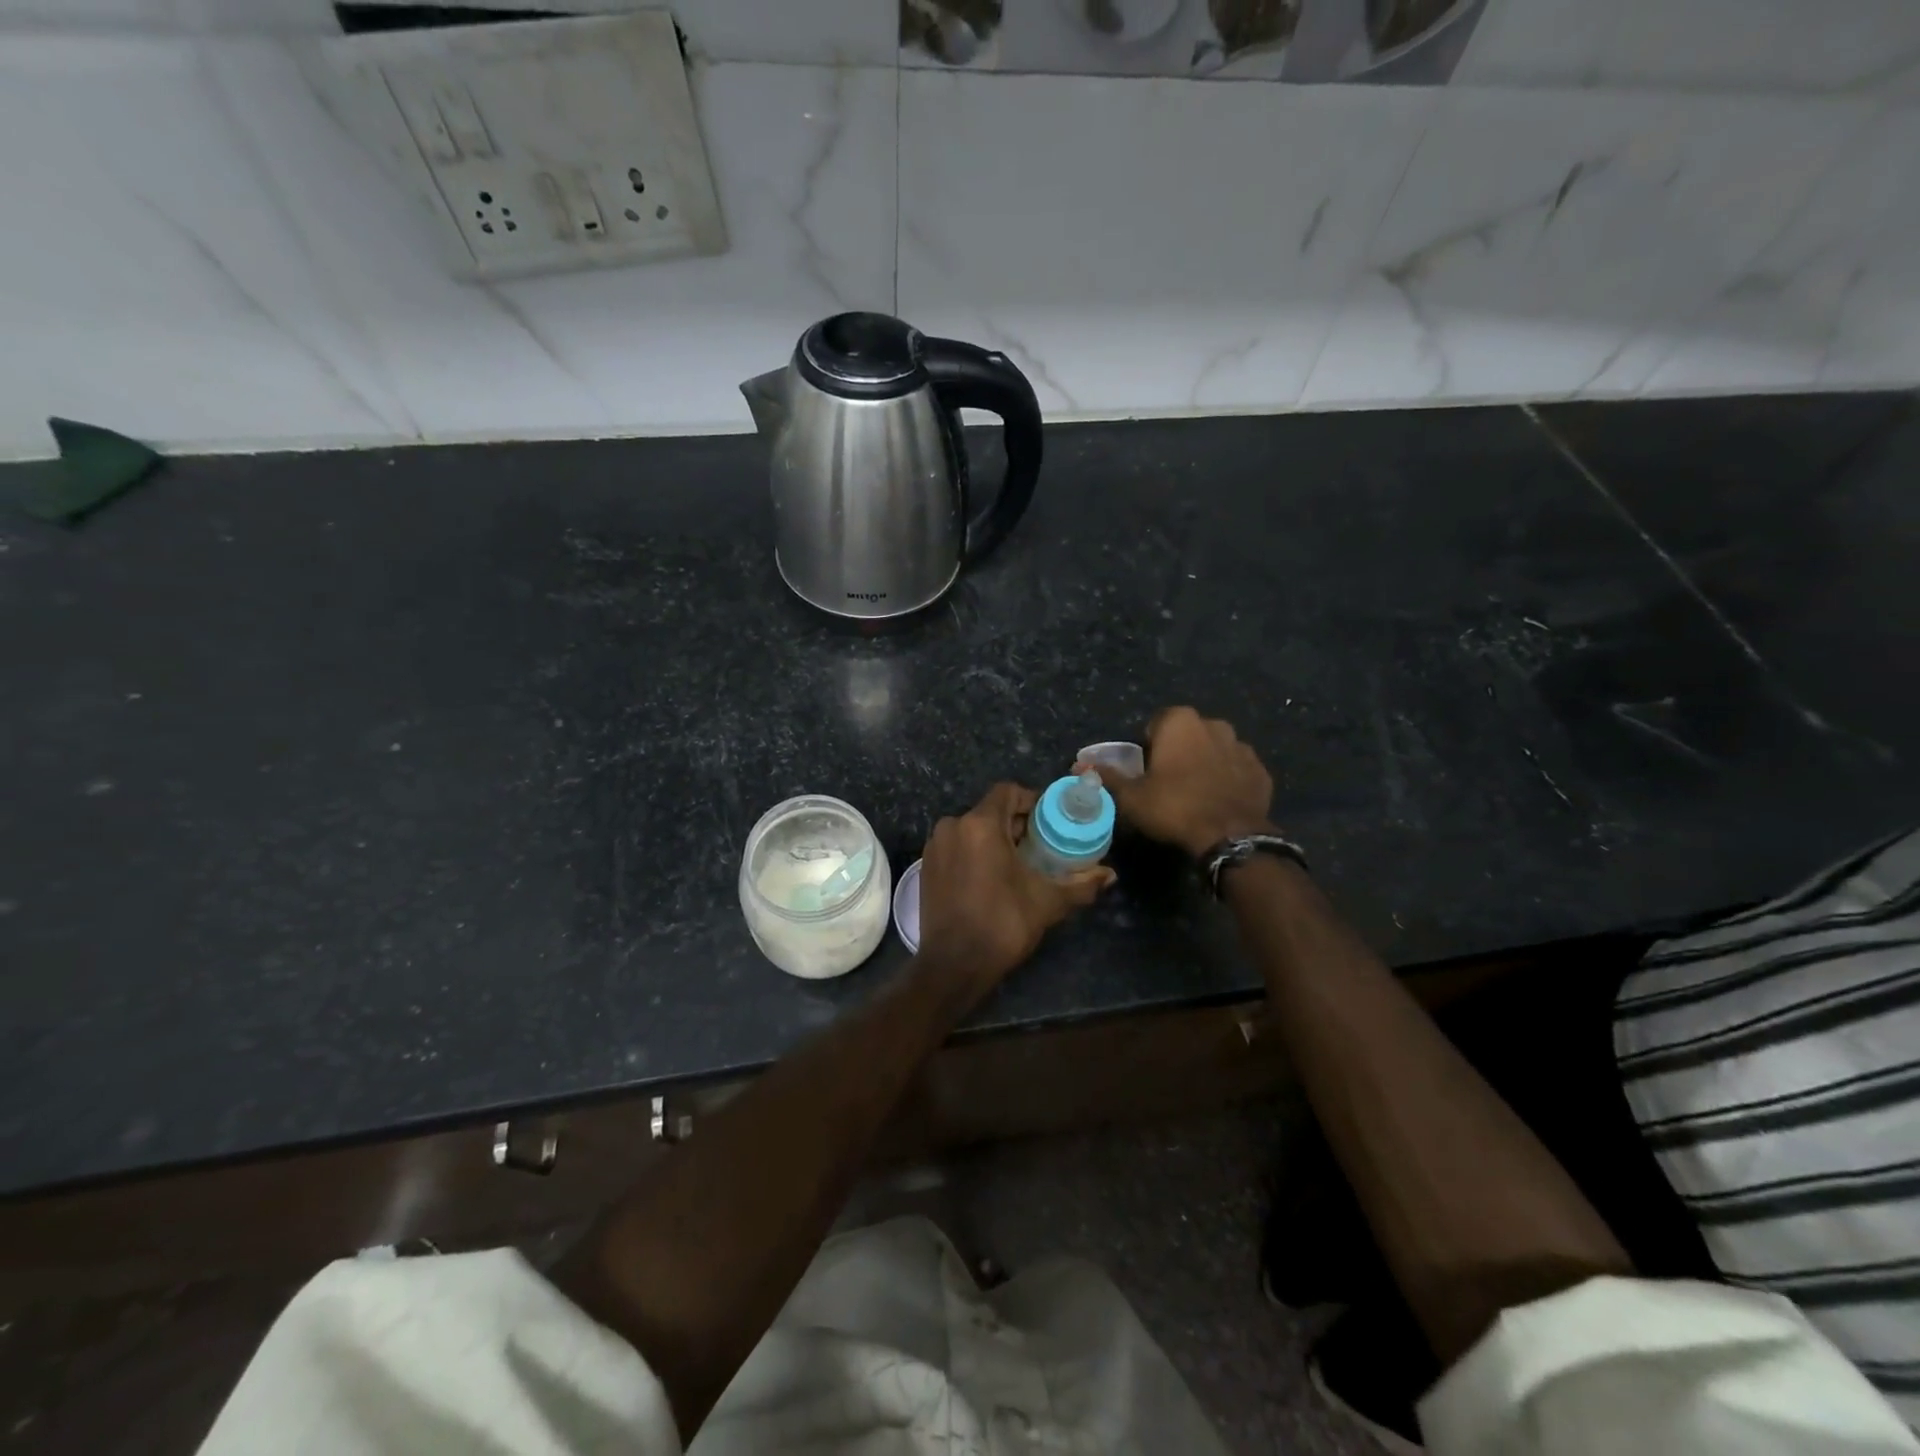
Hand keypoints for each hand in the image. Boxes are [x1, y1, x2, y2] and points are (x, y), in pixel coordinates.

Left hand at [917, 782, 1114, 989]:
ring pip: (972, 829)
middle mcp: (952, 826)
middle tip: (1041, 845)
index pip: (1008, 791)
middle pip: (990, 810)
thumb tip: (1110, 875)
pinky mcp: (926, 866)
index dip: (1031, 801)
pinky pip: (957, 846)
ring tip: (1018, 863)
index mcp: (980, 824)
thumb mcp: (1047, 902)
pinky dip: (975, 852)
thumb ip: (1081, 885)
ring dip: (995, 839)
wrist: (954, 965)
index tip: (1049, 821)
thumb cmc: (1002, 924)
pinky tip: (992, 877)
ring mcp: (935, 846)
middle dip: (1016, 824)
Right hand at [1081, 707, 1273, 858]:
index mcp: (1180, 721)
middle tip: (1167, 783)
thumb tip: (1078, 766)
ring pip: (1214, 749)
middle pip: (1187, 734)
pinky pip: (1236, 769)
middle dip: (1178, 751)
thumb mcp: (1131, 796)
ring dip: (1204, 763)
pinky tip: (1218, 802)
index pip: (1156, 723)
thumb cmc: (1174, 807)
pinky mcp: (1260, 770)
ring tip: (1195, 794)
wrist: (1231, 836)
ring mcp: (1242, 746)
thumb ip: (1107, 776)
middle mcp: (1214, 724)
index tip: (1146, 770)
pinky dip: (1228, 779)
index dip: (1148, 746)